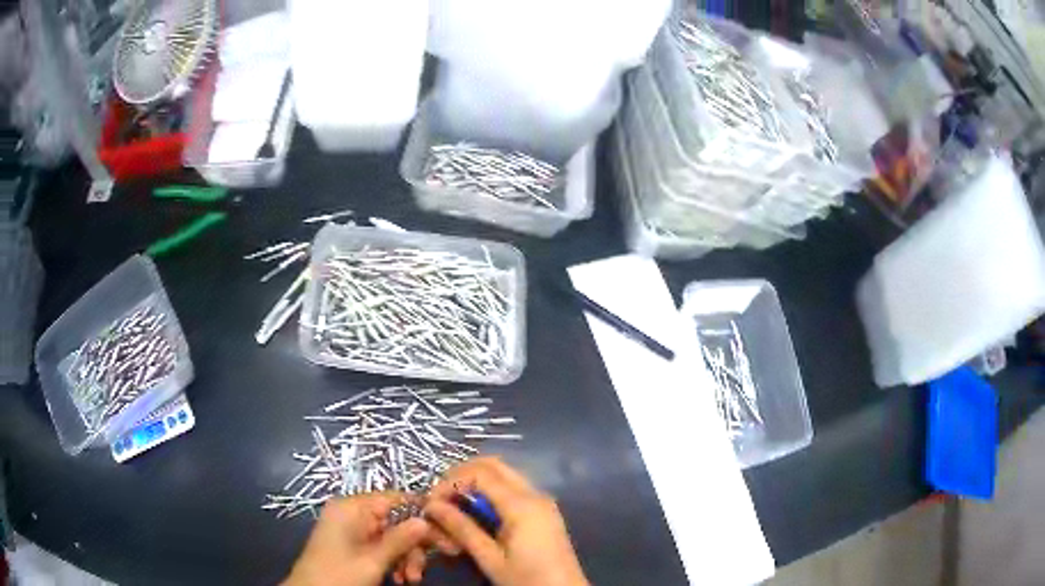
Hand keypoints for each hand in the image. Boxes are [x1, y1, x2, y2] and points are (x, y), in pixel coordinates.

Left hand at [283, 493, 457, 585]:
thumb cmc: (339, 575)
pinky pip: (382, 545)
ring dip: (407, 557)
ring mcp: (352, 528)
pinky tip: (401, 578)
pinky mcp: (352, 543)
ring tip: (411, 579)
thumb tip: (428, 519)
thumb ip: (401, 539)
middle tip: (431, 566)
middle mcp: (352, 512)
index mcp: (352, 507)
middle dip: (415, 545)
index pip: (396, 499)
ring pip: (393, 536)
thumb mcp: (373, 560)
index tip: (449, 531)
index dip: (424, 513)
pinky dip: (395, 561)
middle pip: (397, 520)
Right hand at [424, 457, 589, 585]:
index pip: (479, 473)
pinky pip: (514, 488)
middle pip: (494, 465)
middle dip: (462, 474)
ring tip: (455, 504)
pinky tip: (477, 512)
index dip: (450, 481)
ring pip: (504, 474)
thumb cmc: (527, 579)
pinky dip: (491, 491)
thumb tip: (432, 505)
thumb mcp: (490, 558)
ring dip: (476, 481)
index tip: (431, 501)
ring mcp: (543, 500)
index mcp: (521, 505)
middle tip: (440, 496)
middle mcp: (534, 493)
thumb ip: (462, 529)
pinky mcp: (544, 510)